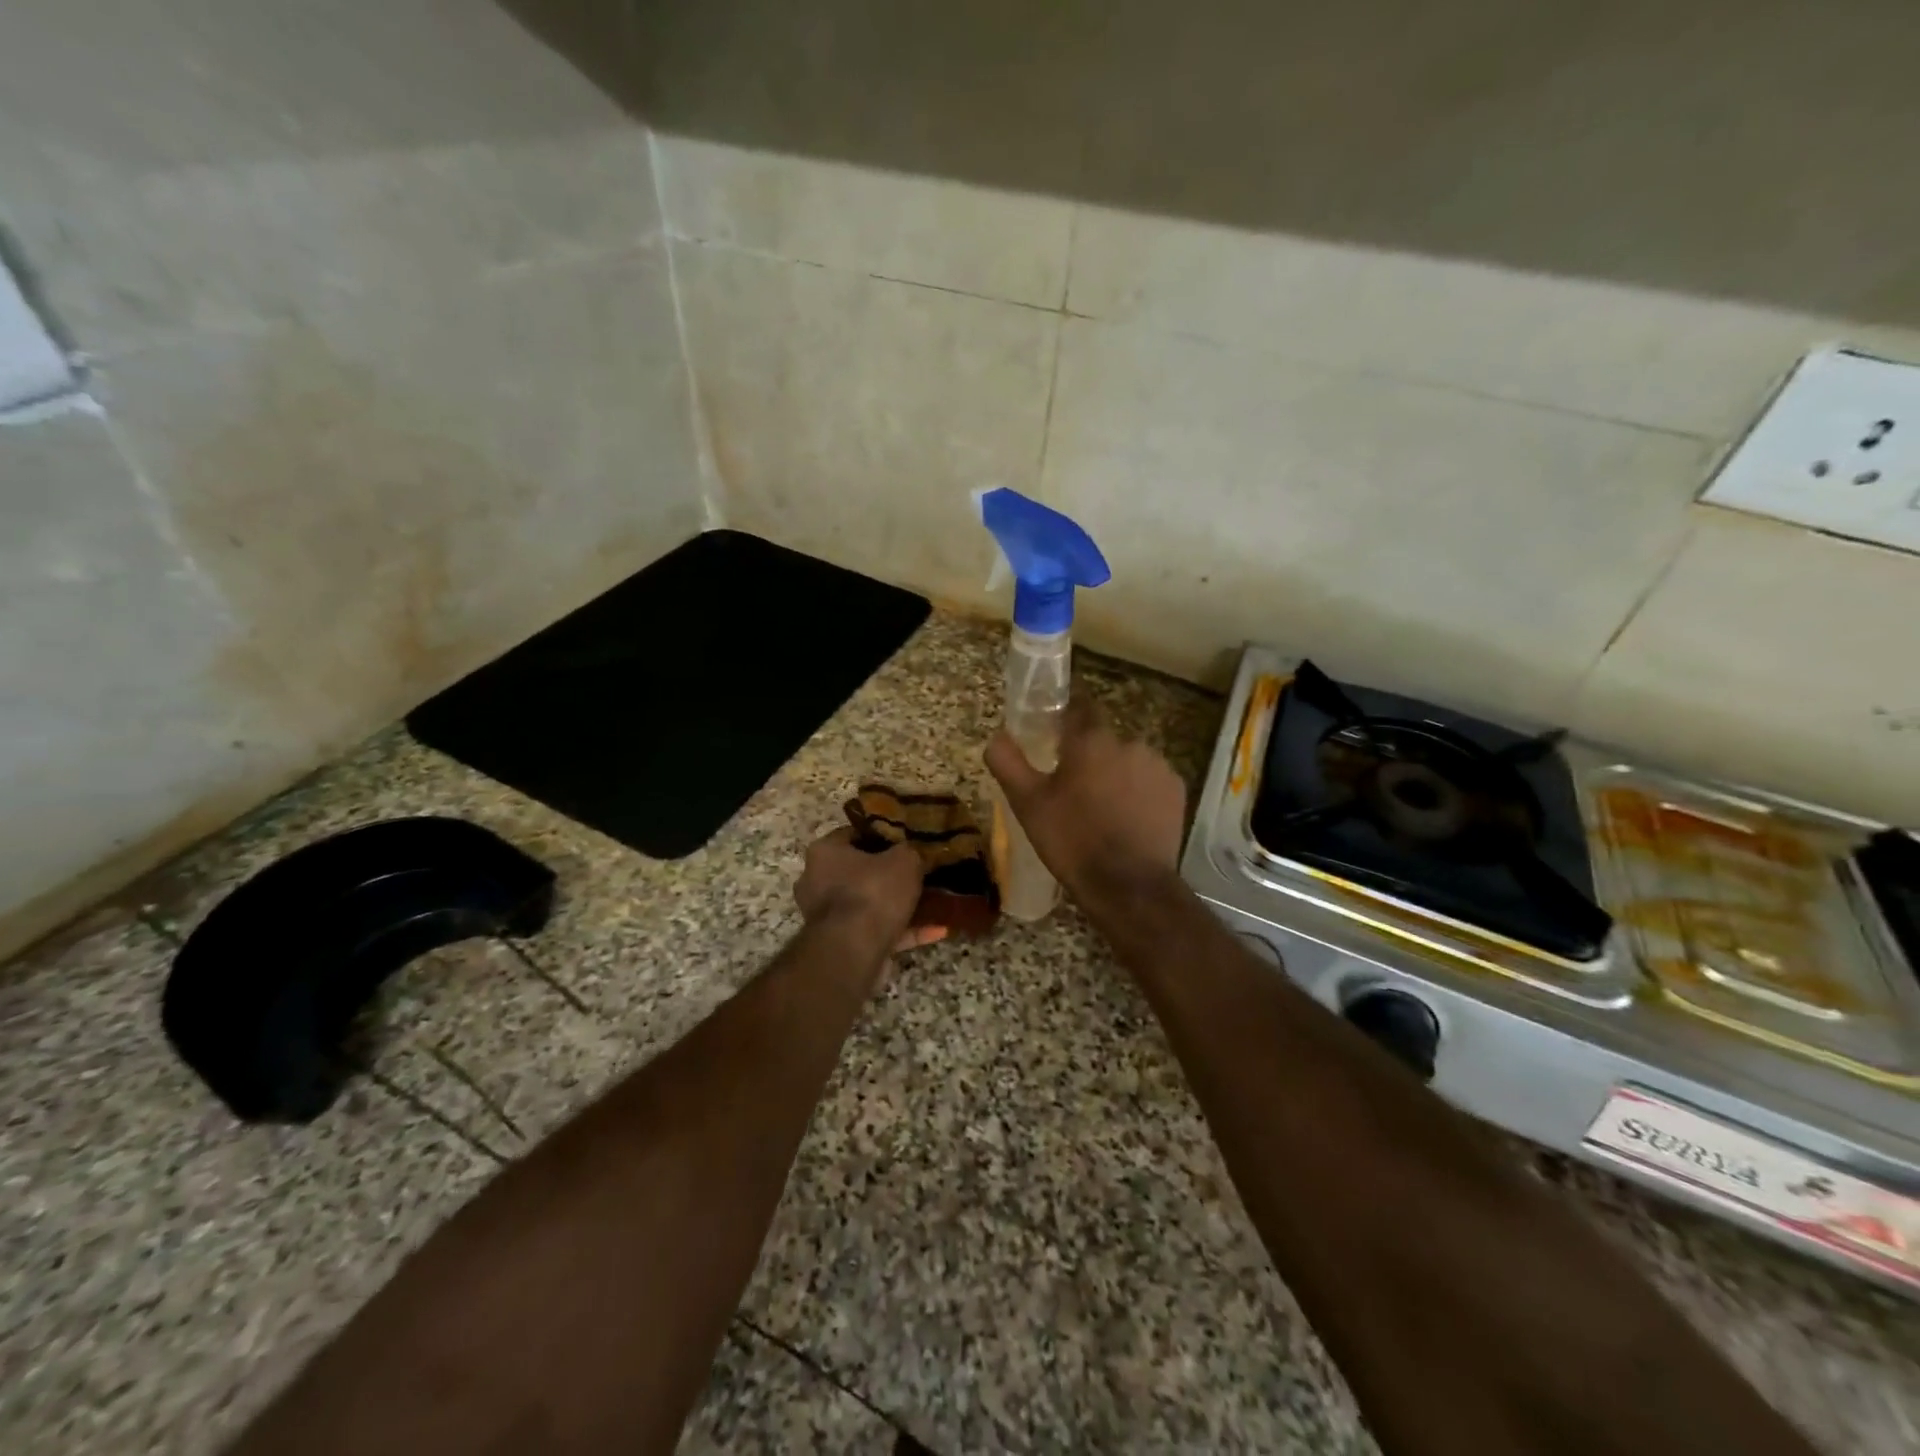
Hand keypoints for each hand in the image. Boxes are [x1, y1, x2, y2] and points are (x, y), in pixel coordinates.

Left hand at [794, 828, 945, 953]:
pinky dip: (904, 931)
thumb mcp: (904, 859)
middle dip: (889, 873)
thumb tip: (911, 853)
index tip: (907, 840)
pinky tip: (937, 930)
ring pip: (870, 903)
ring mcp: (827, 916)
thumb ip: (909, 851)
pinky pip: (877, 931)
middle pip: (859, 871)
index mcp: (825, 852)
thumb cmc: (873, 892)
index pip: (853, 834)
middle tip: (920, 871)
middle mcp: (817, 881)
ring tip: (933, 901)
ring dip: (898, 905)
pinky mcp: (842, 944)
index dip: (882, 835)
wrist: (854, 951)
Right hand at [985, 698, 1186, 903]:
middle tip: (1072, 787)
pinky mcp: (1176, 790)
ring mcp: (1158, 765)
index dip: (1065, 716)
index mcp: (1091, 740)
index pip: (1079, 706)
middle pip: (1102, 738)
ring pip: (1128, 759)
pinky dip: (1138, 792)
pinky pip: (1149, 780)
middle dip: (1088, 755)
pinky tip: (1127, 818)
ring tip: (1101, 808)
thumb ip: (1008, 762)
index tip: (1053, 734)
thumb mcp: (1027, 803)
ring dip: (1115, 773)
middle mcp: (1129, 742)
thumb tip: (997, 736)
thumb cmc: (1072, 840)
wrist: (1128, 885)